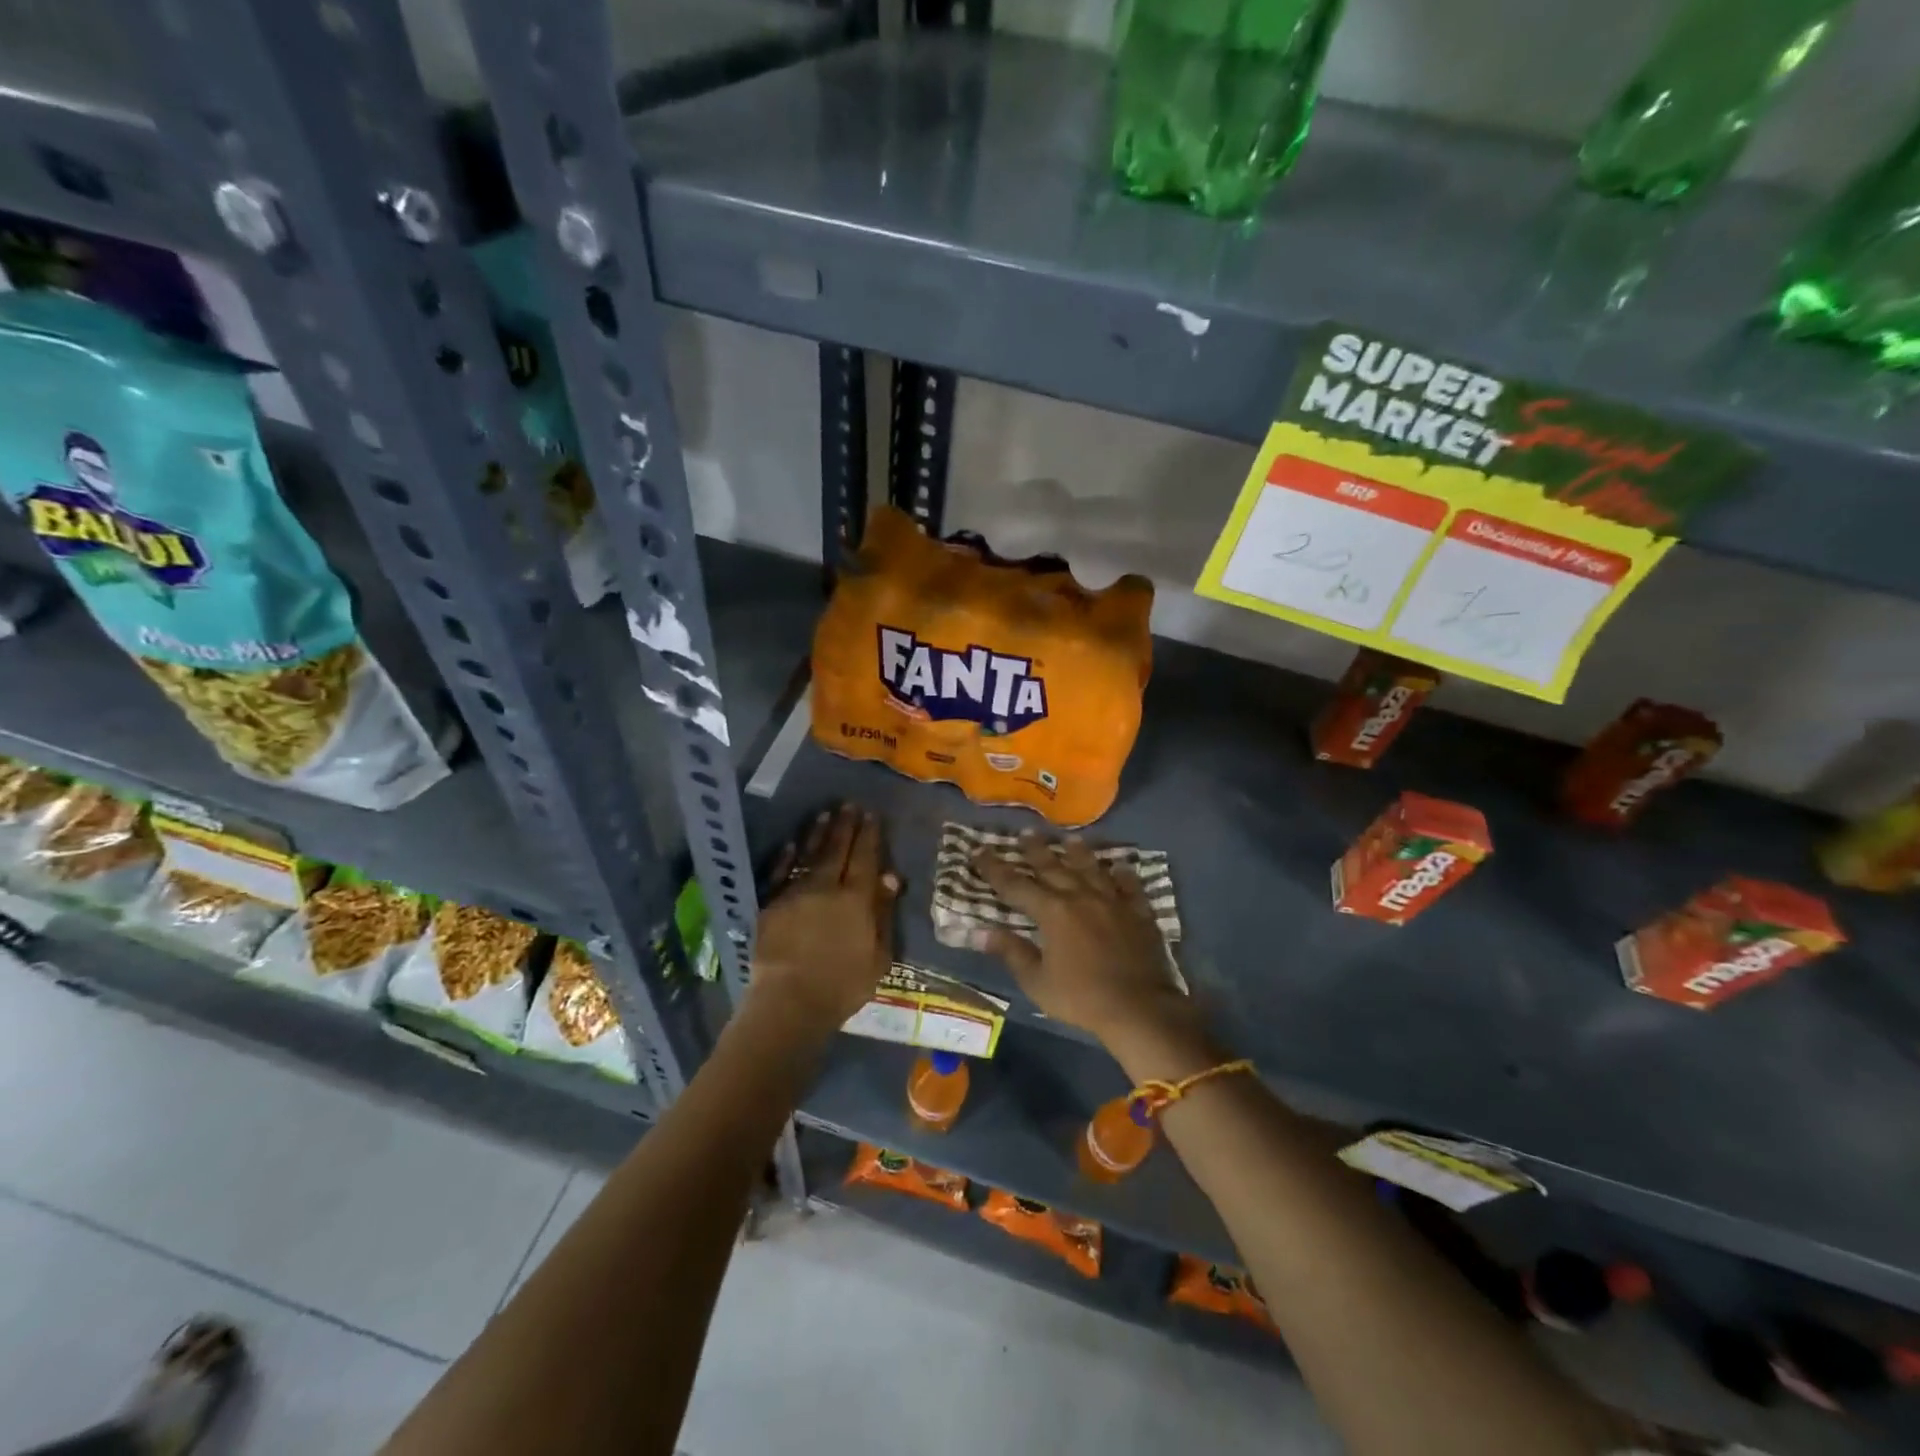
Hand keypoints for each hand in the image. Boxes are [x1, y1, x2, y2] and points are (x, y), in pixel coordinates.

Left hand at [749, 804, 898, 1036]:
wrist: (790, 1001)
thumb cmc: (843, 985)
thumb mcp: (879, 956)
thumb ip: (883, 914)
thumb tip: (890, 877)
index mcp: (856, 900)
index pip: (865, 858)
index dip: (869, 835)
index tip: (872, 814)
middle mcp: (826, 888)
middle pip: (837, 850)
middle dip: (845, 826)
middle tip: (849, 804)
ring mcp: (795, 894)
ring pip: (808, 855)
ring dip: (817, 833)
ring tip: (824, 814)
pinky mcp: (770, 906)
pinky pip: (779, 874)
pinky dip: (785, 857)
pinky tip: (790, 844)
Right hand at [971, 830, 1194, 1047]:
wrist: (1140, 1007)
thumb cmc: (1081, 998)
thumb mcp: (1037, 982)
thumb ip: (1012, 952)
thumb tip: (981, 931)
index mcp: (1052, 912)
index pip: (1015, 884)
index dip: (995, 868)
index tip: (979, 851)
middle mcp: (1080, 896)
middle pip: (1054, 866)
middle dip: (1036, 849)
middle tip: (1026, 832)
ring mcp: (1112, 901)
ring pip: (1091, 868)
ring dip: (1078, 852)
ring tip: (1070, 839)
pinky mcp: (1138, 912)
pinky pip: (1129, 885)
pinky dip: (1123, 874)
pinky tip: (1120, 865)